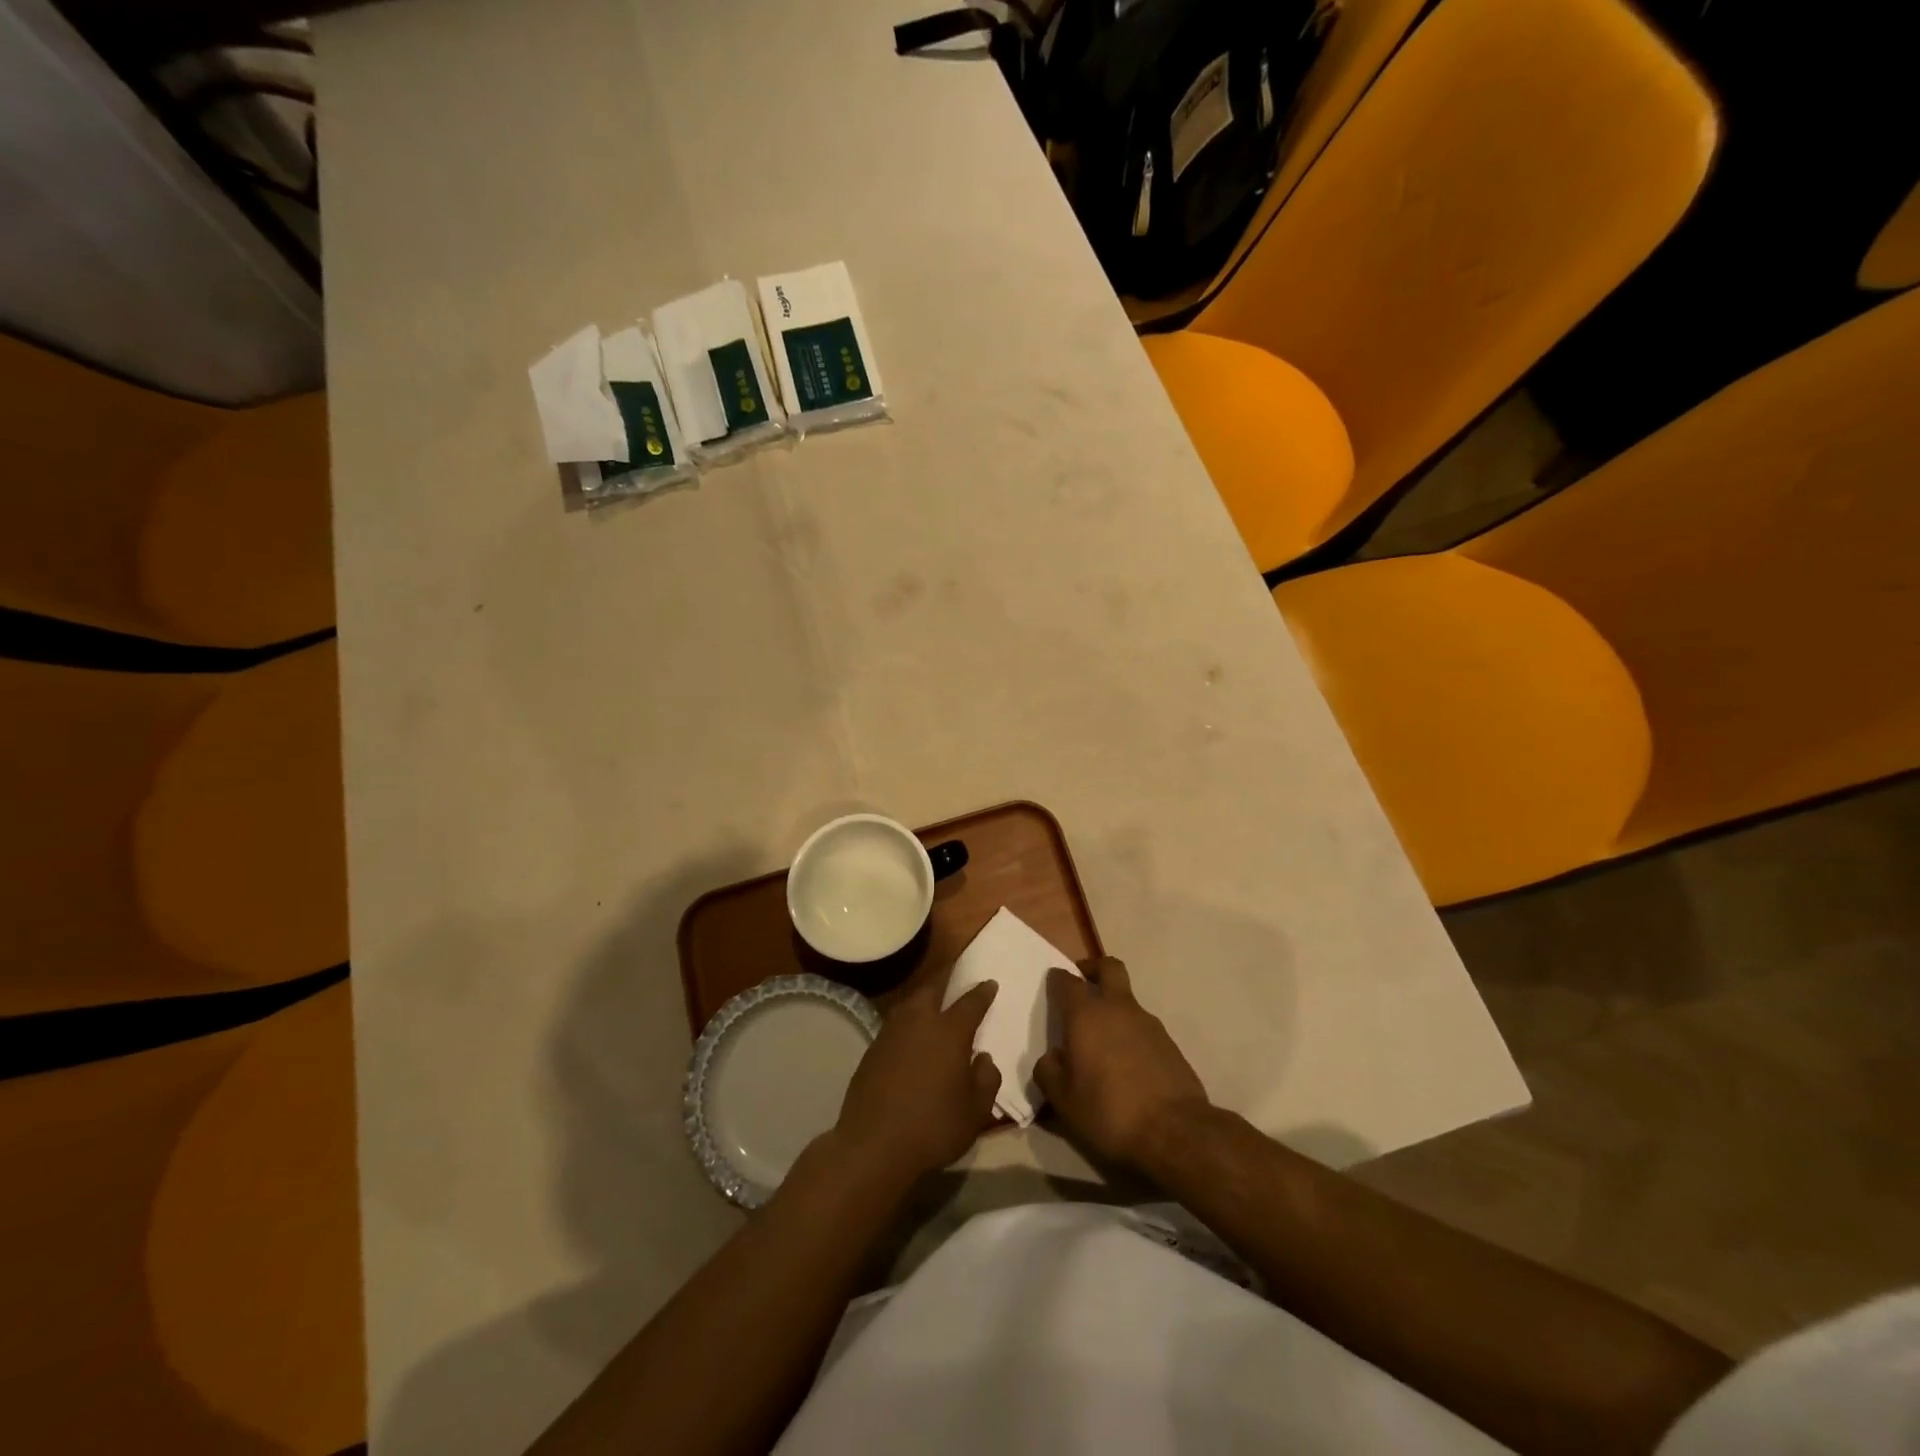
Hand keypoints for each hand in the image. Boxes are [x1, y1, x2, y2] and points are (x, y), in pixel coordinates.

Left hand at [834, 976, 1001, 1184]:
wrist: (873, 1145)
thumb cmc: (933, 1127)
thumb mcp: (975, 1112)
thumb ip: (986, 1080)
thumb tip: (983, 1058)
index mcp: (950, 1031)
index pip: (970, 1002)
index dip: (982, 992)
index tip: (989, 983)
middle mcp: (919, 1022)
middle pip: (933, 988)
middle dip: (946, 977)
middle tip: (954, 972)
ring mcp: (891, 1033)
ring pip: (910, 1003)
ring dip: (923, 997)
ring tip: (932, 1000)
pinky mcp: (872, 1049)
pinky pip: (895, 1023)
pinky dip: (907, 1021)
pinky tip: (910, 1034)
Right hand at [1033, 957, 1207, 1171]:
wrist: (1174, 1132)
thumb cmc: (1109, 1111)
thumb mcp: (1063, 1100)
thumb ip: (1048, 1071)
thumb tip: (1052, 1057)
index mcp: (1086, 1014)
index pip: (1067, 981)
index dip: (1057, 979)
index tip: (1052, 984)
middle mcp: (1118, 1008)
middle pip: (1108, 968)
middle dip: (1093, 969)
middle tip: (1082, 982)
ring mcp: (1148, 1023)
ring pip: (1127, 999)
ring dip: (1113, 1006)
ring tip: (1101, 1040)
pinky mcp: (1169, 1043)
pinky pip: (1143, 1027)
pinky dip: (1130, 1033)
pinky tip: (1125, 1064)